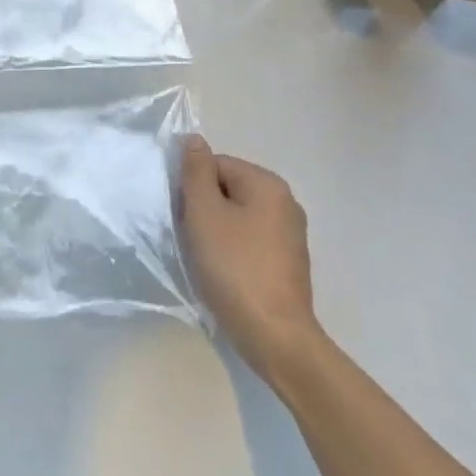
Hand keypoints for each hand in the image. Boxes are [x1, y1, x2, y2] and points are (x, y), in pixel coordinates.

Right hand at [180, 135, 324, 377]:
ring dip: (217, 231)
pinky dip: (234, 250)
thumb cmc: (234, 267)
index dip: (192, 187)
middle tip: (192, 238)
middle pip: (228, 189)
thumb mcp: (204, 212)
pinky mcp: (289, 263)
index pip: (215, 164)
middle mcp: (285, 201)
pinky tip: (225, 273)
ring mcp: (291, 234)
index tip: (184, 216)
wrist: (275, 337)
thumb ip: (196, 171)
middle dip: (205, 208)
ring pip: (238, 216)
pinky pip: (251, 241)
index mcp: (267, 183)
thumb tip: (193, 139)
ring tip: (207, 259)